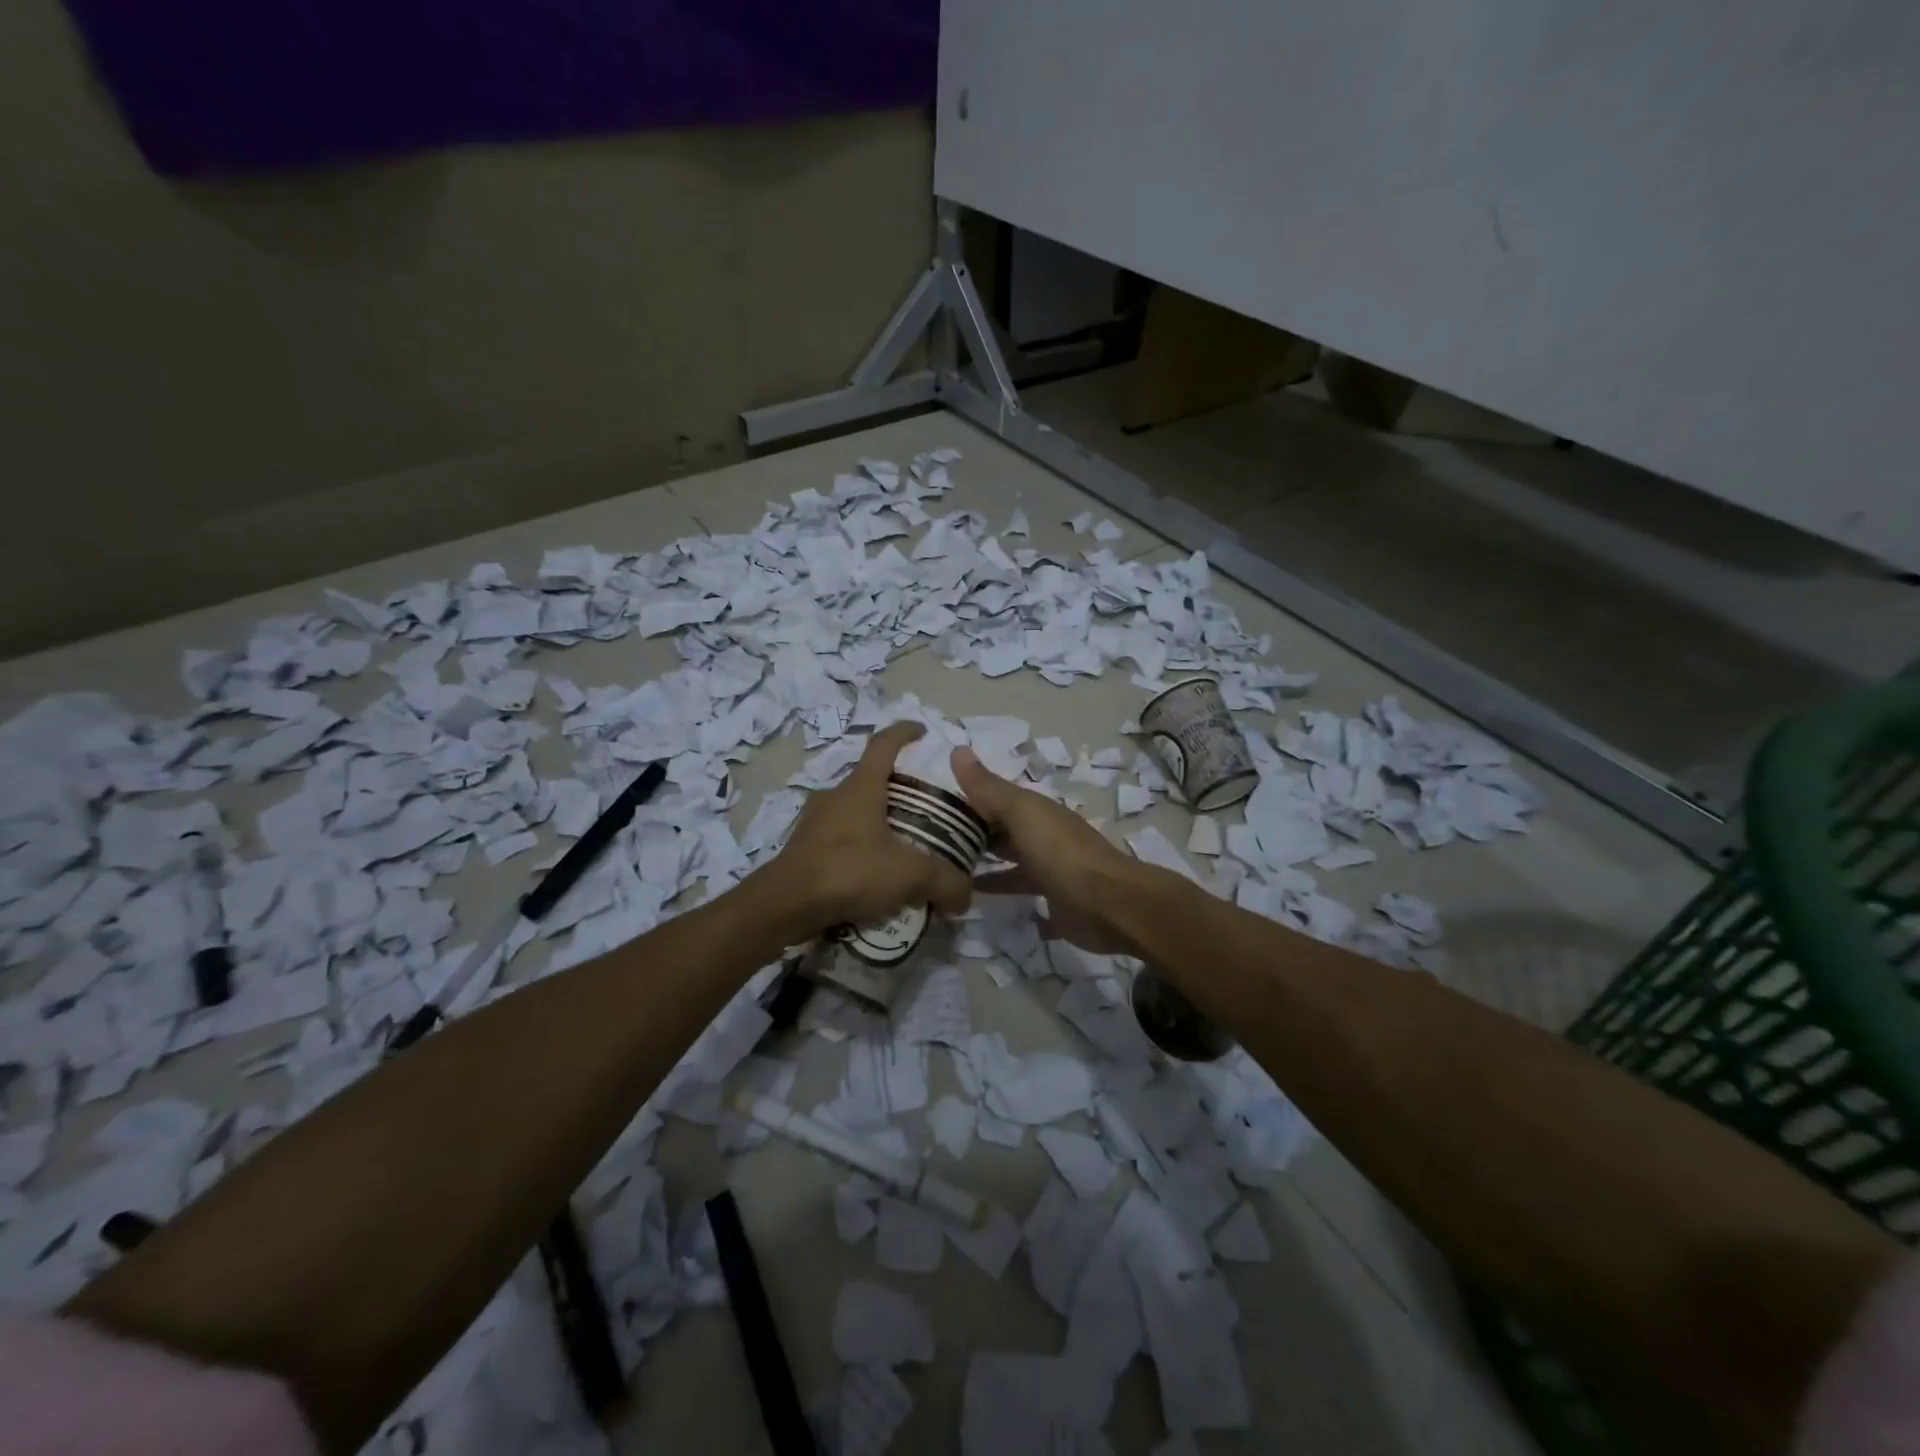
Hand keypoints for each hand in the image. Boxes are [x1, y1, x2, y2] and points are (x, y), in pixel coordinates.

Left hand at [765, 723, 972, 938]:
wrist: (786, 904)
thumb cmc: (849, 871)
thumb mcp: (909, 875)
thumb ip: (945, 882)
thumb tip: (967, 897)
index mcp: (861, 787)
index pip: (884, 744)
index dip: (904, 732)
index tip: (922, 732)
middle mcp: (835, 794)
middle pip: (870, 778)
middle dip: (896, 786)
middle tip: (923, 805)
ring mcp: (814, 820)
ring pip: (852, 809)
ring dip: (876, 818)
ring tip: (901, 842)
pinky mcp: (803, 846)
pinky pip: (839, 836)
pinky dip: (858, 845)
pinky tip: (872, 871)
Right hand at [951, 747, 1149, 955]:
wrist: (1108, 904)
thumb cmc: (1061, 853)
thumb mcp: (1021, 813)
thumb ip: (989, 787)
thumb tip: (956, 749)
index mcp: (1036, 812)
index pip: (995, 799)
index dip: (966, 800)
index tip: (930, 807)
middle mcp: (1043, 836)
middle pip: (1003, 831)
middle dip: (973, 834)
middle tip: (931, 844)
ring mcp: (1050, 870)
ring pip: (1012, 863)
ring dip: (987, 866)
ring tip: (948, 875)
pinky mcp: (1054, 902)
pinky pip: (1024, 894)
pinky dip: (1005, 894)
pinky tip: (979, 902)